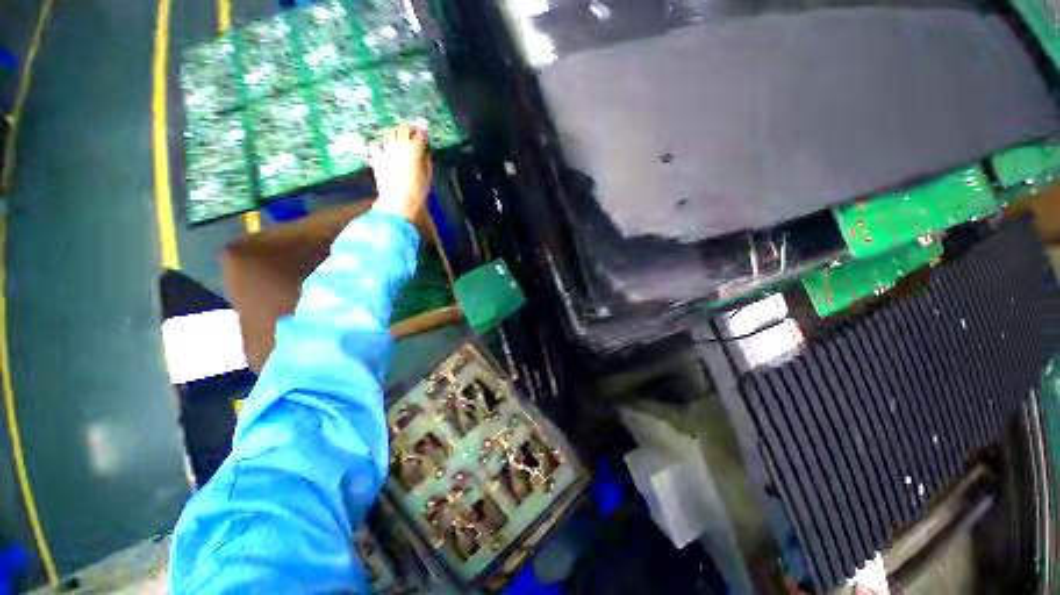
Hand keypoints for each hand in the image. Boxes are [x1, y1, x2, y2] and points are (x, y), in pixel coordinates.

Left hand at [369, 125, 432, 227]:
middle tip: (410, 134)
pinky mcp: (377, 157)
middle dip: (408, 130)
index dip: (422, 134)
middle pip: (403, 129)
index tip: (424, 135)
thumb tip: (426, 154)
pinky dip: (380, 145)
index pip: (419, 135)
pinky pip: (376, 145)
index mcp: (415, 151)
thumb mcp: (428, 178)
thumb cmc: (417, 192)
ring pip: (389, 133)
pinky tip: (383, 149)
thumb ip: (427, 163)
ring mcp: (387, 150)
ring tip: (397, 139)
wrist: (399, 201)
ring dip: (394, 134)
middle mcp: (400, 146)